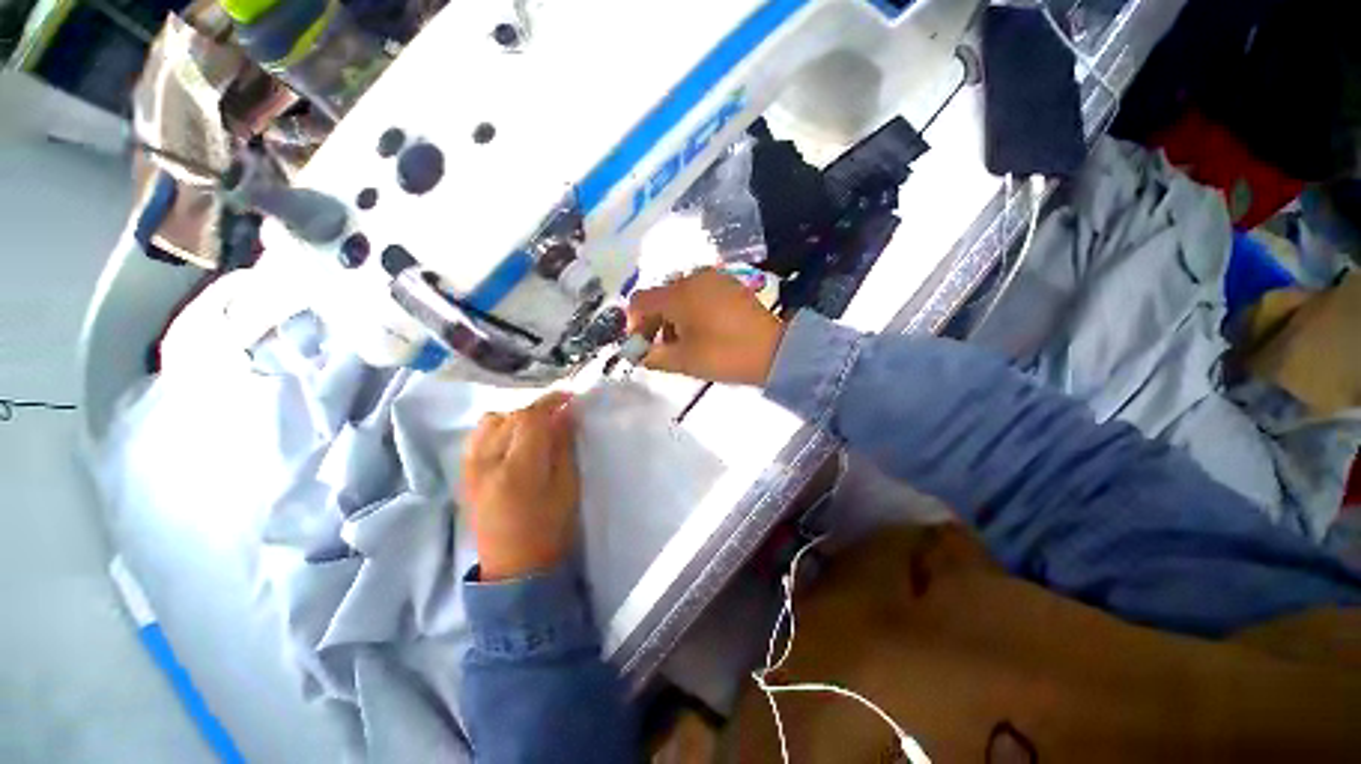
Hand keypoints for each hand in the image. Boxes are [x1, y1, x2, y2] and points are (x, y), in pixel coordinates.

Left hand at [461, 391, 578, 581]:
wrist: (513, 567)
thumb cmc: (550, 529)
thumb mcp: (567, 486)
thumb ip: (563, 446)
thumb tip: (565, 413)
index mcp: (517, 470)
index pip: (530, 419)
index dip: (550, 402)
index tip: (569, 397)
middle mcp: (486, 463)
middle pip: (511, 416)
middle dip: (537, 409)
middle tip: (559, 414)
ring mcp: (470, 468)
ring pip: (491, 421)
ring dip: (516, 416)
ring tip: (536, 426)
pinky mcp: (465, 473)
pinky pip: (478, 435)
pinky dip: (498, 426)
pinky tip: (513, 437)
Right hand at [625, 268, 785, 384]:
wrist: (775, 350)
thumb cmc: (725, 355)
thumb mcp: (684, 361)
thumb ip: (653, 357)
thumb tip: (638, 354)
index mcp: (678, 294)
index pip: (639, 301)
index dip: (633, 324)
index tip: (641, 345)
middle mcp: (693, 278)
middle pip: (660, 296)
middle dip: (655, 322)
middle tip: (662, 348)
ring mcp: (714, 278)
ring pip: (680, 295)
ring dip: (673, 317)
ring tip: (684, 343)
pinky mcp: (730, 284)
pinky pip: (700, 293)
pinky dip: (692, 310)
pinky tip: (703, 330)